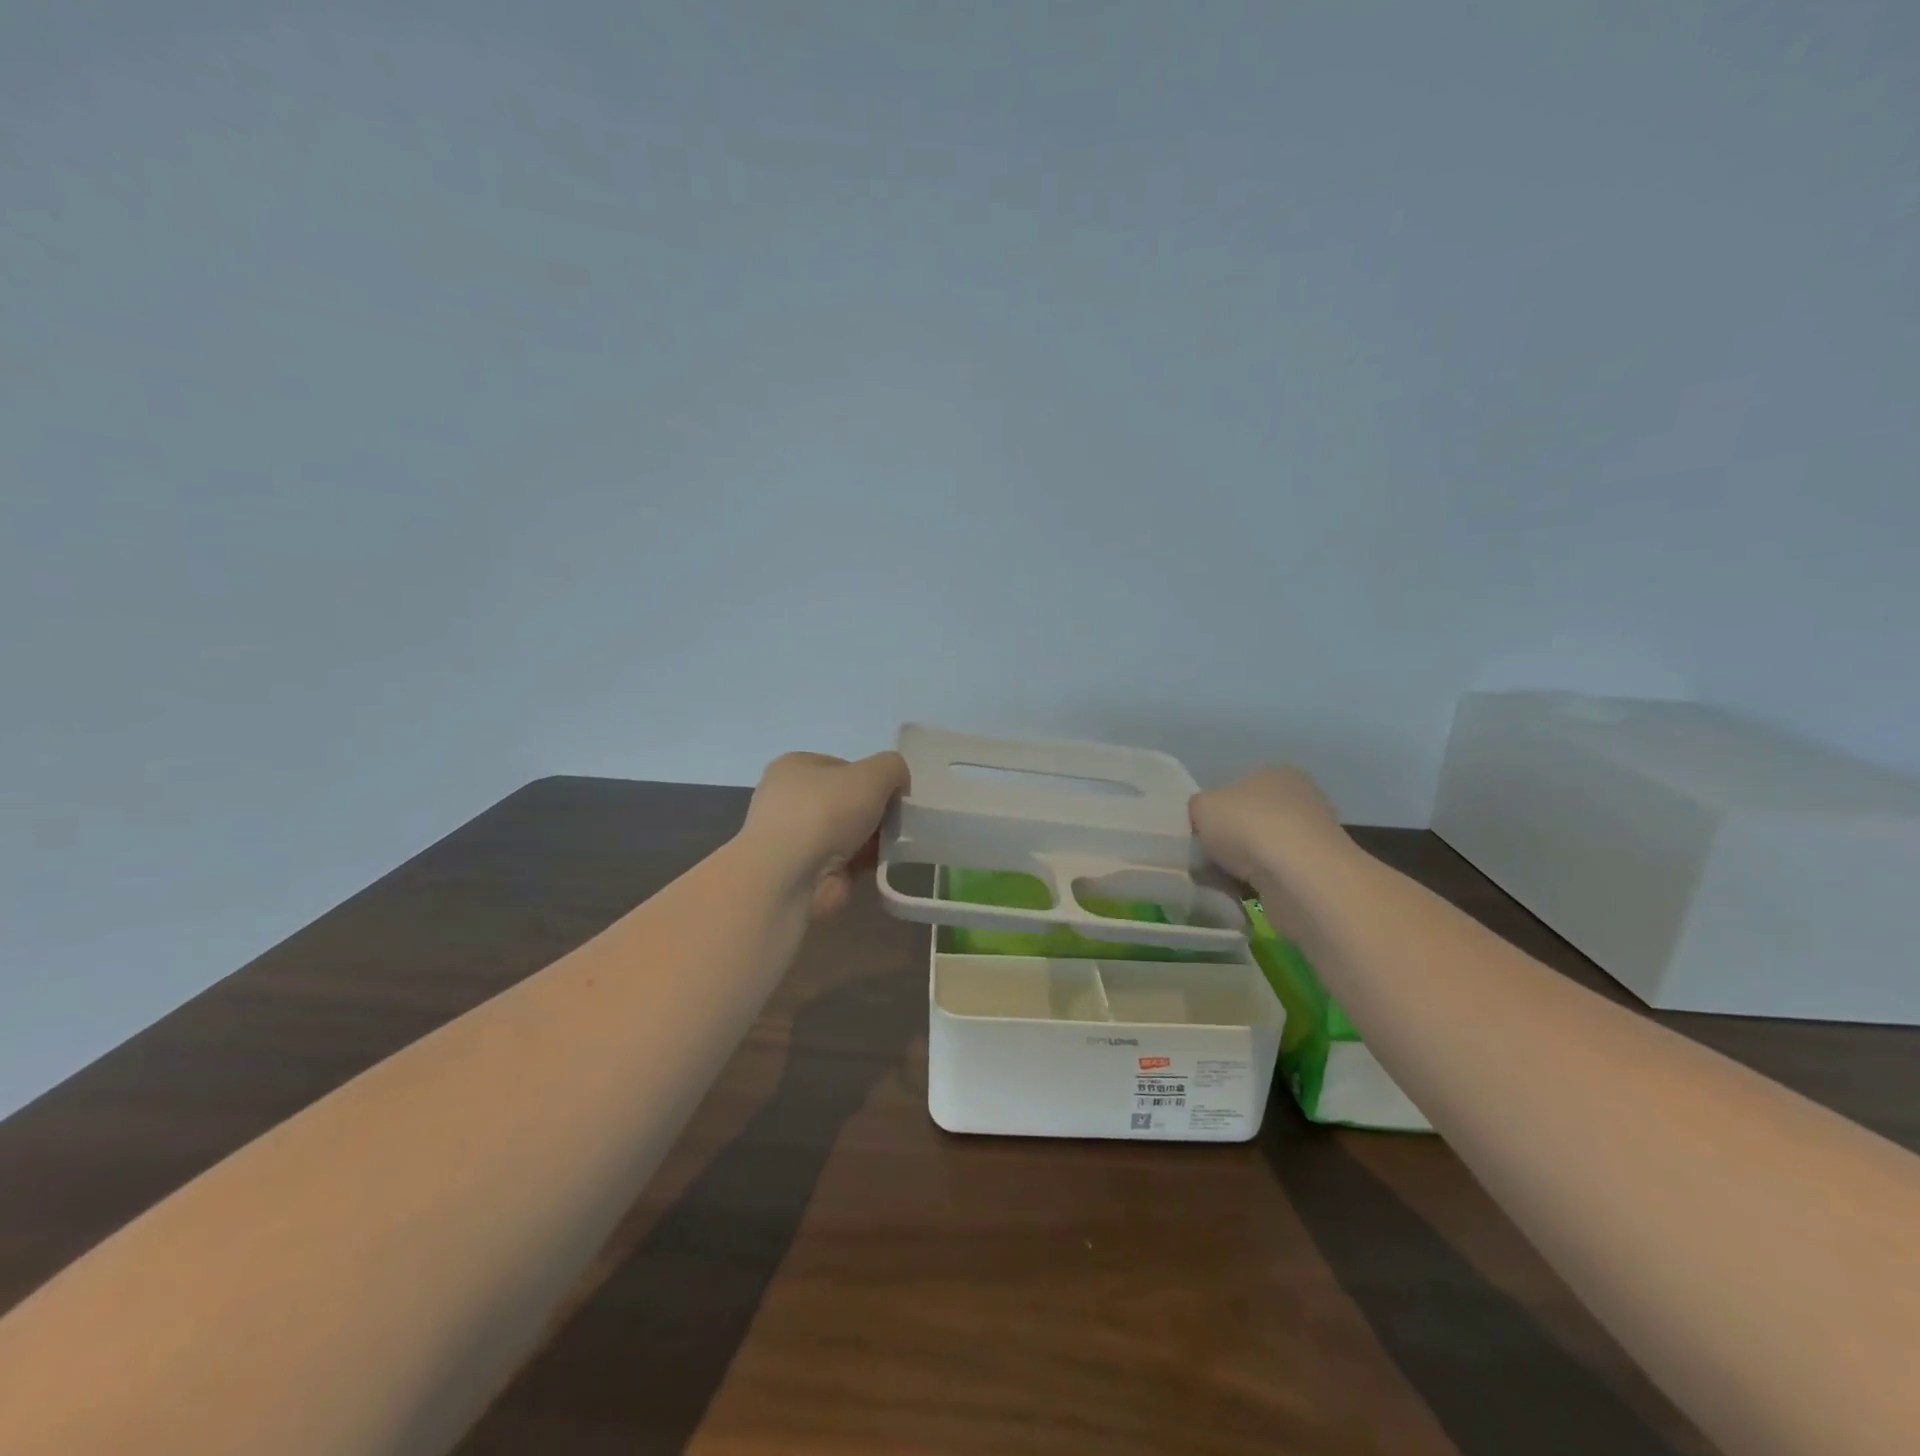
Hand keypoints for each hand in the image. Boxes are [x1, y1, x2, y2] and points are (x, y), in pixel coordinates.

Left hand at [740, 751, 910, 919]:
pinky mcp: (806, 871)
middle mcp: (790, 800)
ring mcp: (796, 839)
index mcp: (794, 767)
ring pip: (849, 832)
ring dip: (874, 838)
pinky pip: (847, 861)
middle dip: (875, 811)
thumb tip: (897, 786)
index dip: (872, 777)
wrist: (789, 878)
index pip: (843, 766)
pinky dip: (867, 863)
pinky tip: (885, 865)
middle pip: (847, 800)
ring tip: (898, 844)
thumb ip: (893, 768)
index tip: (893, 794)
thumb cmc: (825, 812)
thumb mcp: (872, 774)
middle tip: (899, 821)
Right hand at [1189, 765, 1345, 886]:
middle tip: (1207, 858)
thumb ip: (1198, 809)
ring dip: (1244, 865)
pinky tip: (1242, 894)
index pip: (1240, 787)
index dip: (1217, 810)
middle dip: (1231, 840)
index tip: (1201, 832)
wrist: (1297, 876)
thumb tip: (1203, 821)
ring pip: (1264, 850)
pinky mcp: (1319, 872)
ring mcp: (1315, 837)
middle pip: (1253, 820)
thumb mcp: (1200, 806)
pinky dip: (1259, 885)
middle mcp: (1302, 798)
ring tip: (1221, 880)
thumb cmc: (1246, 826)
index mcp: (1276, 773)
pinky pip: (1277, 876)